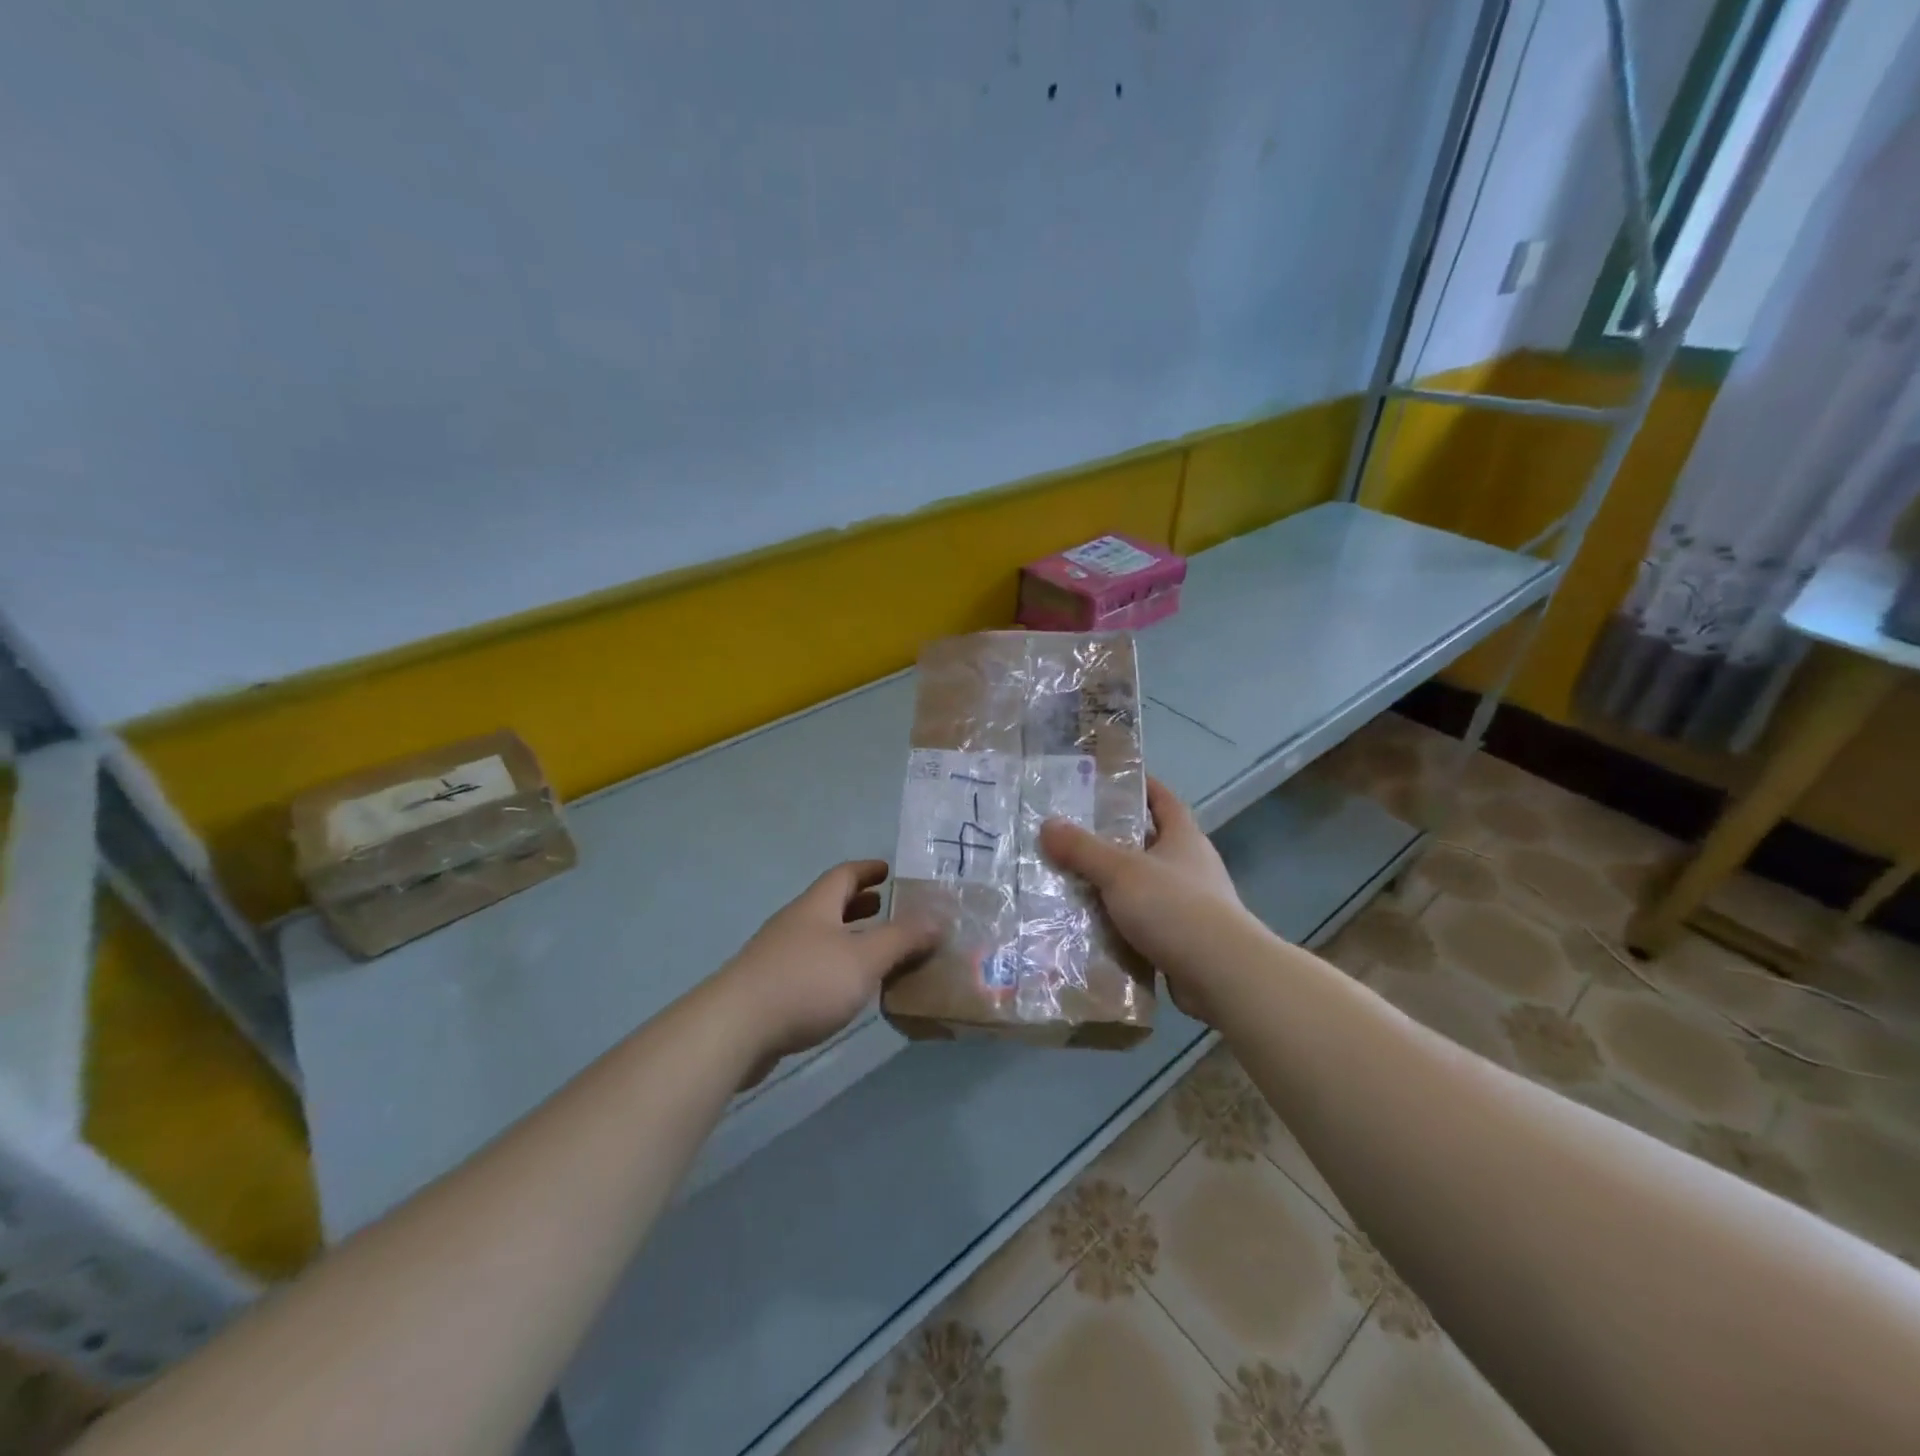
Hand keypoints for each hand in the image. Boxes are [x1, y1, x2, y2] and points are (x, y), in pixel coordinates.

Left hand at [715, 860, 938, 1085]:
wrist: (735, 1028)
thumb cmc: (806, 982)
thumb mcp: (864, 958)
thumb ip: (902, 939)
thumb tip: (937, 919)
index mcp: (816, 907)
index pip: (844, 875)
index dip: (867, 869)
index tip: (887, 869)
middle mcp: (795, 924)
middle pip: (829, 905)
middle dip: (858, 904)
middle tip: (886, 908)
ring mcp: (777, 956)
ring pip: (820, 937)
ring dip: (847, 938)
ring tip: (875, 951)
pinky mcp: (769, 989)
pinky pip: (810, 966)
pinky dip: (834, 967)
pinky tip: (846, 989)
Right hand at [1039, 778, 1249, 1023]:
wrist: (1222, 974)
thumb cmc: (1174, 907)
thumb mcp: (1120, 871)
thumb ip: (1083, 848)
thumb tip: (1047, 825)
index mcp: (1184, 838)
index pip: (1164, 800)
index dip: (1143, 787)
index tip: (1113, 781)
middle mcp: (1192, 866)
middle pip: (1151, 843)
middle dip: (1117, 839)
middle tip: (1075, 835)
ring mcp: (1193, 905)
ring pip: (1146, 885)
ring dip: (1117, 885)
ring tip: (1074, 882)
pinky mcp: (1186, 940)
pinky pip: (1147, 922)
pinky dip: (1123, 922)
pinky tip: (1093, 927)